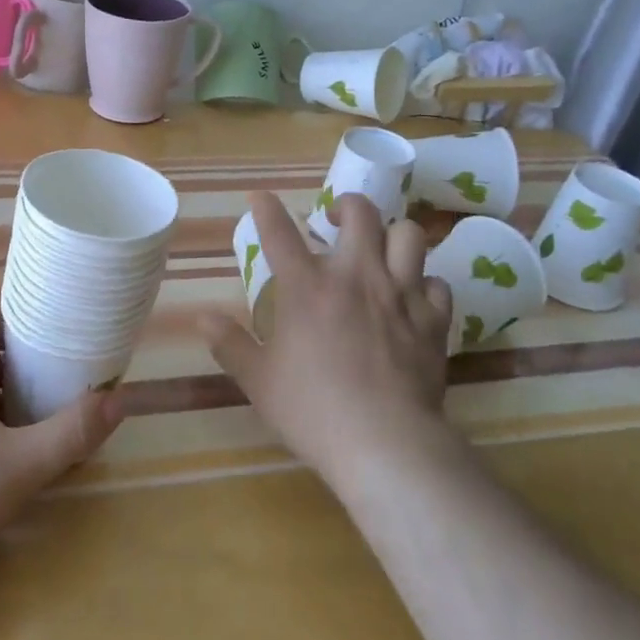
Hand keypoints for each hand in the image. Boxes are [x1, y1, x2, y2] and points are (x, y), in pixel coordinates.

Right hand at [200, 192, 451, 489]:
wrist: (384, 442)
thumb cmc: (312, 410)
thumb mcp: (258, 380)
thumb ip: (230, 344)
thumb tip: (202, 317)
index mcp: (307, 287)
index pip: (280, 233)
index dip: (266, 209)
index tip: (260, 197)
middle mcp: (355, 276)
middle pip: (361, 213)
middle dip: (347, 205)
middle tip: (336, 219)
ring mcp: (400, 294)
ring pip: (409, 234)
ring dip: (393, 234)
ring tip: (382, 249)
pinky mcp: (433, 320)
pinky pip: (437, 283)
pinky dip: (425, 284)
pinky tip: (415, 297)